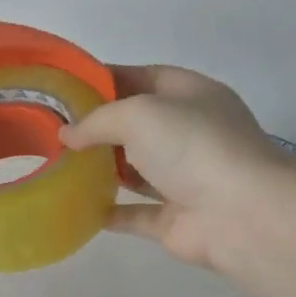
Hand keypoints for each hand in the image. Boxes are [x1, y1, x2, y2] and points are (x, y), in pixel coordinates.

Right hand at [60, 65, 295, 269]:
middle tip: (52, 127)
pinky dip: (107, 210)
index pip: (143, 77)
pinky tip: (74, 204)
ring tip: (56, 162)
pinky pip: (134, 213)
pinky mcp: (175, 218)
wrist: (243, 215)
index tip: (65, 86)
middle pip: (136, 124)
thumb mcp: (138, 114)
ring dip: (100, 167)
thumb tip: (67, 135)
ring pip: (135, 168)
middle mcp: (190, 133)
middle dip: (97, 125)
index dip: (105, 78)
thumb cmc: (192, 146)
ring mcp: (185, 178)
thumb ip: (97, 120)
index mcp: (191, 96)